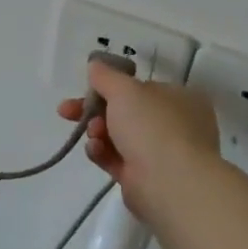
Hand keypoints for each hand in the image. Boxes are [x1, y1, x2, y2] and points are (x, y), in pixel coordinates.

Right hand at [58, 63, 220, 219]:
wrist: (169, 183)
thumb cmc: (152, 126)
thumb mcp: (124, 89)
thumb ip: (105, 76)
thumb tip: (95, 65)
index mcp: (180, 98)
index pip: (140, 88)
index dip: (110, 87)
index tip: (86, 89)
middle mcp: (175, 124)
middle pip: (125, 112)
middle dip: (94, 111)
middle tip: (67, 111)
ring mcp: (162, 153)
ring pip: (118, 136)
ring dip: (97, 132)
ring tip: (92, 135)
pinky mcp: (145, 177)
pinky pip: (117, 159)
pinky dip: (102, 153)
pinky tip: (95, 150)